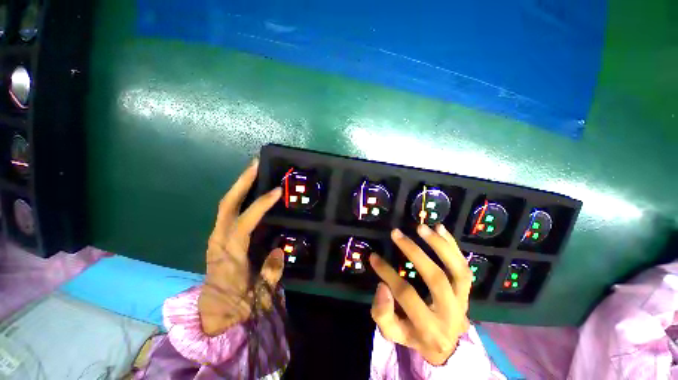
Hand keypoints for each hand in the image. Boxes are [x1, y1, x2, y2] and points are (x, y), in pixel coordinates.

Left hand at [198, 159, 284, 335]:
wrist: (212, 315)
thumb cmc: (237, 306)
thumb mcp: (260, 294)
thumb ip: (271, 272)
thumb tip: (278, 250)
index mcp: (230, 255)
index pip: (244, 222)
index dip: (260, 205)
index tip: (276, 191)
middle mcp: (219, 241)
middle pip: (227, 205)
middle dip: (242, 182)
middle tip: (256, 165)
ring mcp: (216, 237)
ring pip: (225, 205)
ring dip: (239, 186)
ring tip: (254, 172)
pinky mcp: (218, 237)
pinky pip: (228, 212)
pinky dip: (238, 197)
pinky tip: (249, 191)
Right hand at [369, 224, 471, 365]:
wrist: (445, 345)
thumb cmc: (414, 335)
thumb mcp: (393, 333)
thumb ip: (383, 314)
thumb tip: (383, 286)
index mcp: (429, 328)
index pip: (406, 295)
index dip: (388, 273)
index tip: (373, 256)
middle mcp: (450, 314)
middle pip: (436, 279)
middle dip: (414, 252)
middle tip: (396, 233)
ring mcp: (463, 300)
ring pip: (457, 270)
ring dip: (439, 245)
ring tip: (421, 227)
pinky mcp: (466, 290)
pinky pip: (463, 265)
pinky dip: (452, 245)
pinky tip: (440, 228)